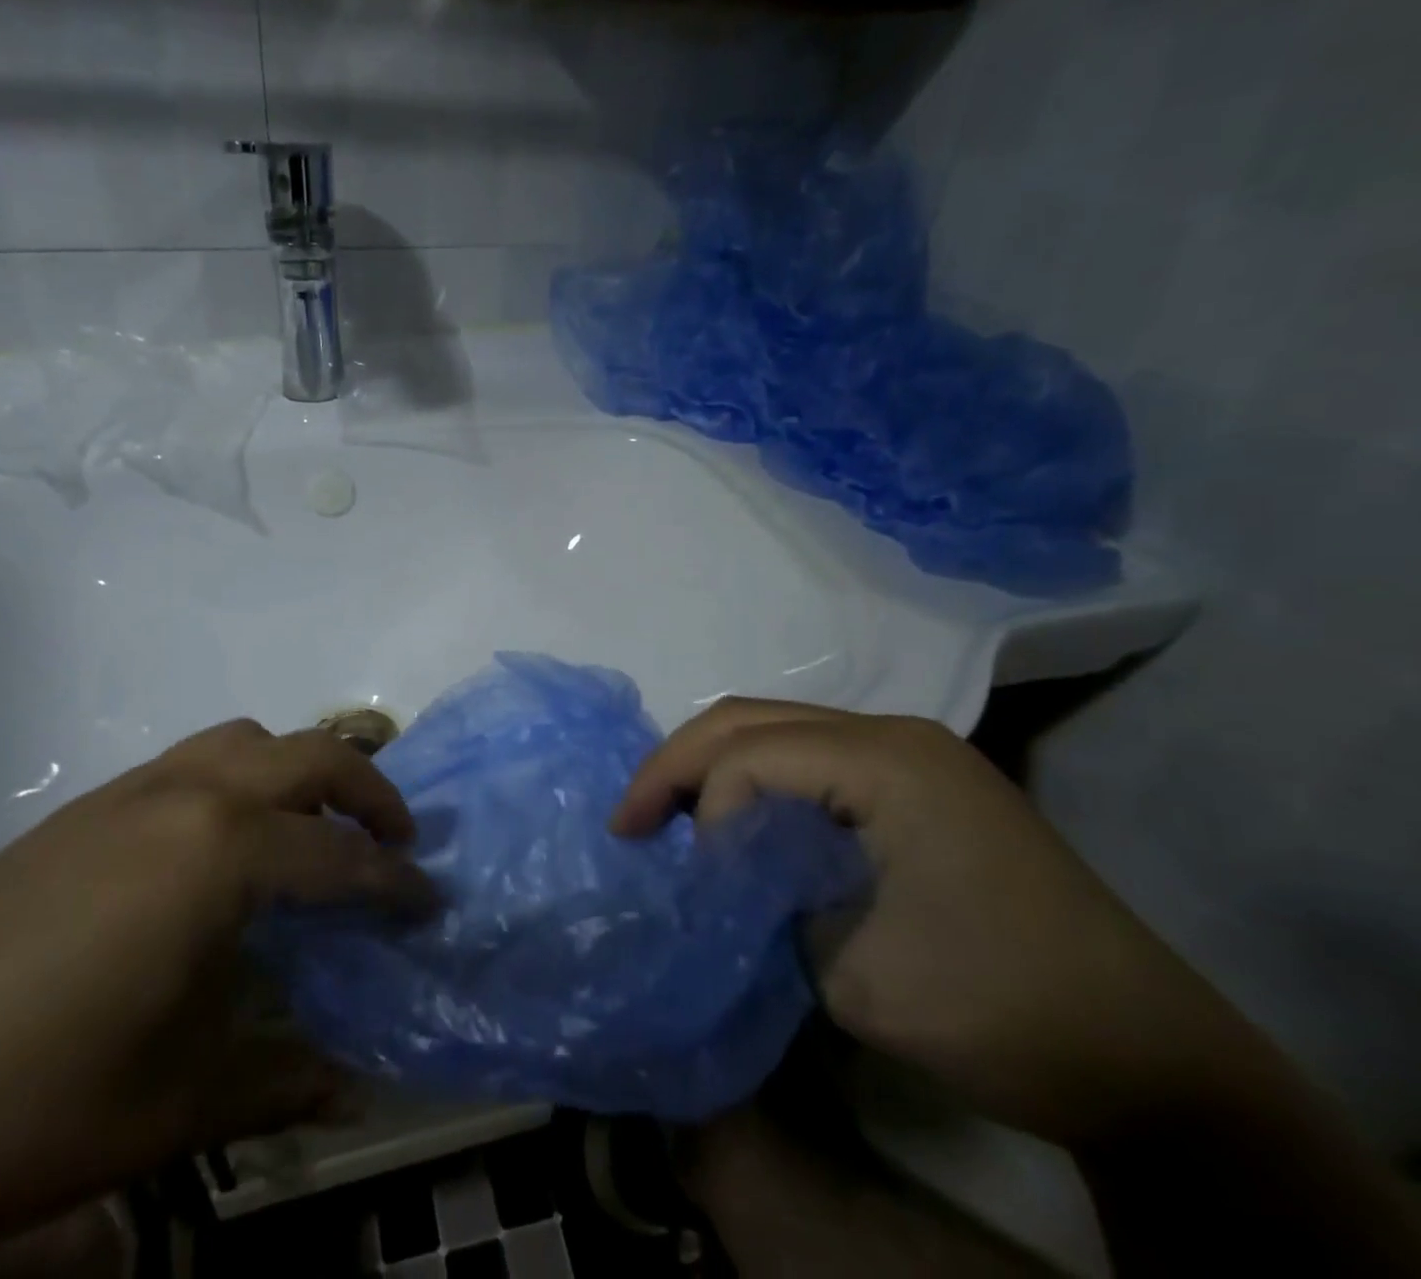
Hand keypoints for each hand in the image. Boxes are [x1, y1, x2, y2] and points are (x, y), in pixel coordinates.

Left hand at [0, 721, 434, 1277]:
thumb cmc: (36, 1103)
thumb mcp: (181, 1102)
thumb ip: (284, 1079)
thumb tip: (358, 1090)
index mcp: (221, 852)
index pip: (341, 856)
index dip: (395, 881)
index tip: (429, 901)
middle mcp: (186, 794)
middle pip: (310, 754)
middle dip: (370, 789)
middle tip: (395, 839)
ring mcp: (128, 791)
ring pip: (246, 739)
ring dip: (297, 770)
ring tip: (312, 830)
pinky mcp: (83, 806)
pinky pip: (190, 761)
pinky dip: (237, 779)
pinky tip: (220, 849)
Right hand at [618, 701, 1420, 1274]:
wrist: (1152, 1063)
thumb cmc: (1005, 1012)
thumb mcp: (854, 972)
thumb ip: (762, 904)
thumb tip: (713, 874)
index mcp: (886, 761)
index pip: (752, 756)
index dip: (697, 808)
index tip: (673, 874)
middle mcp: (893, 733)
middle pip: (752, 719)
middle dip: (677, 763)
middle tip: (629, 822)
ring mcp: (910, 754)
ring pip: (776, 730)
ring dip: (713, 769)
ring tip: (668, 820)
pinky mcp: (917, 784)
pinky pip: (811, 759)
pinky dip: (757, 784)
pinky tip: (735, 824)